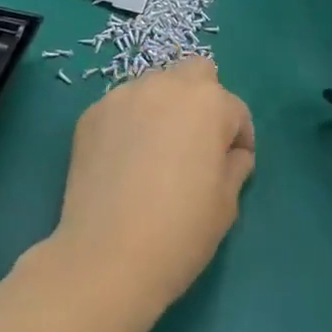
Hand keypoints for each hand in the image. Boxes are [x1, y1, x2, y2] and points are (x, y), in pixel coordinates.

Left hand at [46, 57, 254, 315]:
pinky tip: (123, 162)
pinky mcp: (92, 112)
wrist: (108, 257)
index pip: (235, 110)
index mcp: (209, 103)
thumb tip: (232, 154)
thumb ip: (235, 165)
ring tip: (155, 153)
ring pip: (155, 86)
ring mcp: (125, 95)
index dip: (238, 139)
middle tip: (196, 143)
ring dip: (164, 108)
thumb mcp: (227, 204)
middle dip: (203, 100)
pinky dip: (129, 124)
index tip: (232, 166)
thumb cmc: (181, 232)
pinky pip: (122, 107)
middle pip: (195, 73)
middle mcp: (167, 85)